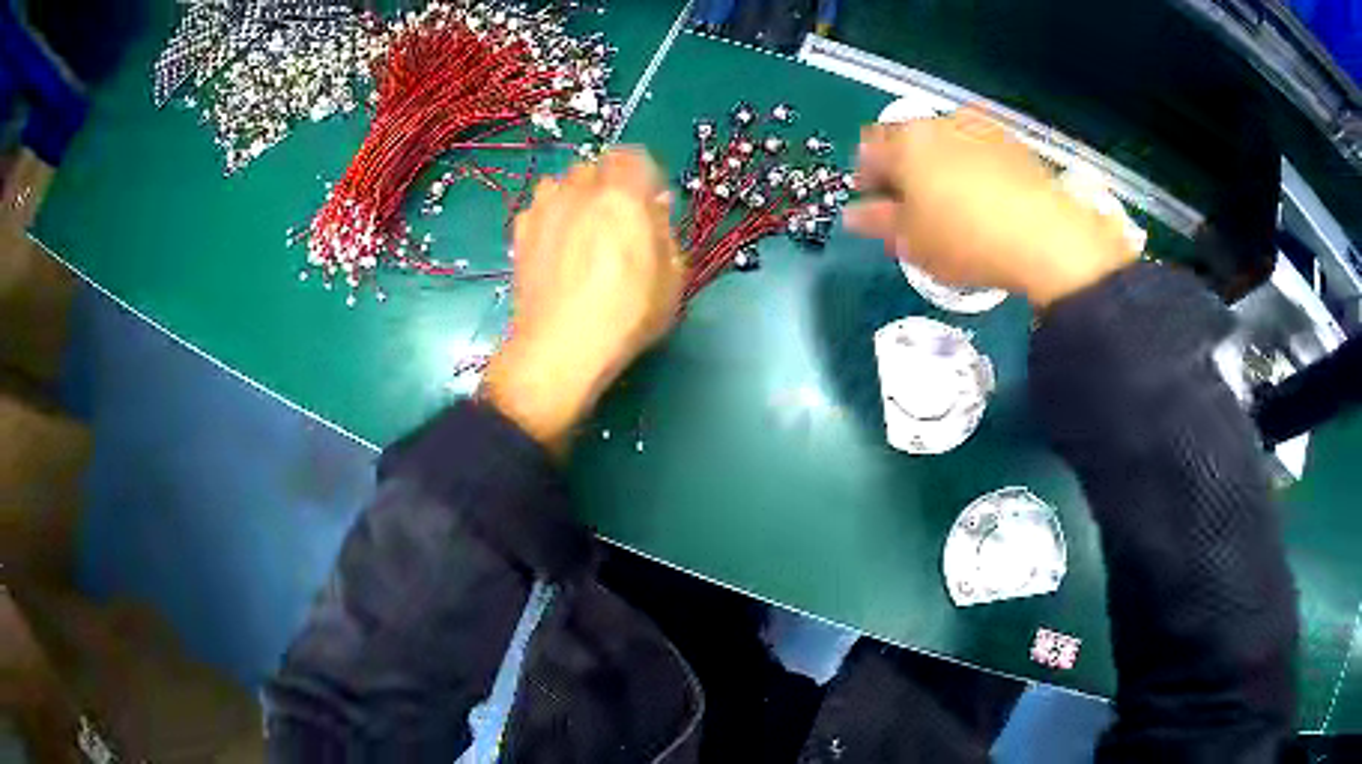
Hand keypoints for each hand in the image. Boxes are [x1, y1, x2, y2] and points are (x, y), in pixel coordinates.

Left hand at [482, 148, 684, 453]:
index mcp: (622, 196)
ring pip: (563, 184)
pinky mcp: (520, 232)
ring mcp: (543, 209)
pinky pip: (540, 208)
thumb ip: (665, 231)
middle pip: (596, 167)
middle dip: (610, 185)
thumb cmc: (625, 316)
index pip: (633, 157)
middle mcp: (579, 191)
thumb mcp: (672, 277)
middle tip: (618, 221)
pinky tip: (557, 248)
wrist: (558, 348)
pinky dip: (552, 216)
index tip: (649, 202)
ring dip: (577, 197)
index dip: (643, 176)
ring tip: (584, 233)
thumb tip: (653, 208)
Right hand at [844, 107, 1138, 307]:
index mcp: (904, 143)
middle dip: (903, 170)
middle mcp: (937, 124)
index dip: (866, 178)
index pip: (868, 151)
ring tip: (949, 203)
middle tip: (911, 206)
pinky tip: (981, 197)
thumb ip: (877, 223)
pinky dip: (969, 167)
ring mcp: (977, 128)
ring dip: (937, 166)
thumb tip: (853, 215)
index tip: (873, 204)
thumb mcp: (912, 241)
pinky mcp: (1010, 141)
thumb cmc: (965, 239)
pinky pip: (976, 150)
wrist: (1043, 236)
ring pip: (943, 143)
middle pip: (907, 141)